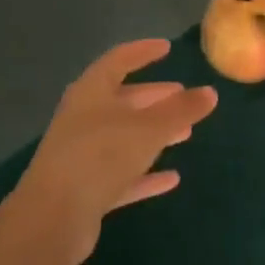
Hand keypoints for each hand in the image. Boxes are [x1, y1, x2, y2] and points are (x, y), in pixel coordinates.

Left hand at [9, 39, 216, 264]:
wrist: (53, 217)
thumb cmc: (100, 156)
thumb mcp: (148, 129)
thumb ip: (180, 111)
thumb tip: (210, 92)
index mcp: (91, 92)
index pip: (118, 61)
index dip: (143, 52)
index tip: (166, 48)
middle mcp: (83, 118)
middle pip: (122, 100)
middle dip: (153, 97)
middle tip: (182, 96)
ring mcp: (82, 155)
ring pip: (123, 137)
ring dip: (153, 134)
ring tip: (186, 133)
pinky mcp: (85, 190)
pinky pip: (122, 175)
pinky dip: (145, 174)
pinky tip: (172, 178)